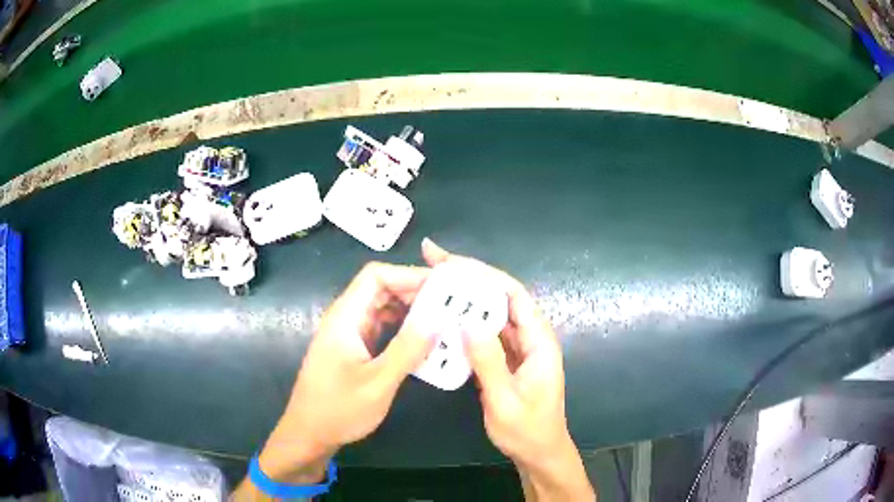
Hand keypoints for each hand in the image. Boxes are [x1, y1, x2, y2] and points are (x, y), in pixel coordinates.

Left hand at [239, 262, 436, 495]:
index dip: (409, 274)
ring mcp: (349, 334)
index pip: (376, 276)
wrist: (309, 434)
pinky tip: (426, 341)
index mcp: (345, 317)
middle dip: (415, 292)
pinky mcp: (355, 349)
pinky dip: (404, 330)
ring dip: (412, 311)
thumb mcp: (378, 383)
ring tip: (445, 319)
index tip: (442, 287)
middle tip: (452, 304)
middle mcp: (346, 318)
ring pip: (383, 308)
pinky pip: (382, 328)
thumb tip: (438, 318)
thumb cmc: (338, 409)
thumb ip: (407, 349)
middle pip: (381, 288)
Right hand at [422, 239, 594, 500]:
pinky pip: (485, 332)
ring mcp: (518, 348)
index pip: (514, 295)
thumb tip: (467, 323)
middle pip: (500, 297)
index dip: (485, 274)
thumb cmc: (527, 431)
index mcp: (539, 342)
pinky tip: (444, 318)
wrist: (539, 452)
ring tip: (434, 282)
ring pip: (491, 312)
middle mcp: (530, 337)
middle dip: (469, 277)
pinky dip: (465, 320)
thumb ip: (489, 362)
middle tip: (433, 261)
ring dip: (465, 297)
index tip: (452, 262)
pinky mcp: (506, 358)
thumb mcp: (506, 401)